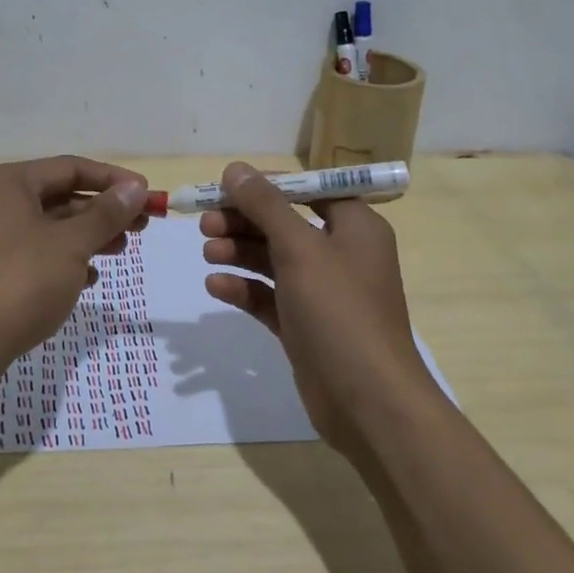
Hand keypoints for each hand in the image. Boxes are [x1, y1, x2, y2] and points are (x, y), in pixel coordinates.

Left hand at [0, 156, 149, 369]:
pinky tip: (88, 279)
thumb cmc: (19, 281)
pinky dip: (63, 261)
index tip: (147, 195)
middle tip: (141, 226)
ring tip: (120, 251)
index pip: (70, 168)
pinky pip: (34, 255)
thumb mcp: (70, 244)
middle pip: (59, 197)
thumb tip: (136, 188)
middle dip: (102, 212)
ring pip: (48, 228)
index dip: (112, 180)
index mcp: (7, 183)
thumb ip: (106, 214)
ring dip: (87, 237)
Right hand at [201, 161, 438, 454]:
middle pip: (285, 224)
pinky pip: (270, 296)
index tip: (225, 187)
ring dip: (240, 252)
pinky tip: (215, 287)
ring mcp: (323, 293)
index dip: (267, 186)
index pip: (307, 189)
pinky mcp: (306, 326)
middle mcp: (341, 254)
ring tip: (207, 252)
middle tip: (205, 222)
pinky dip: (244, 288)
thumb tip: (236, 169)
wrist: (368, 403)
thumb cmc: (339, 311)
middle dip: (244, 221)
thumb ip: (265, 205)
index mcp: (354, 227)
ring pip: (274, 260)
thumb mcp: (300, 248)